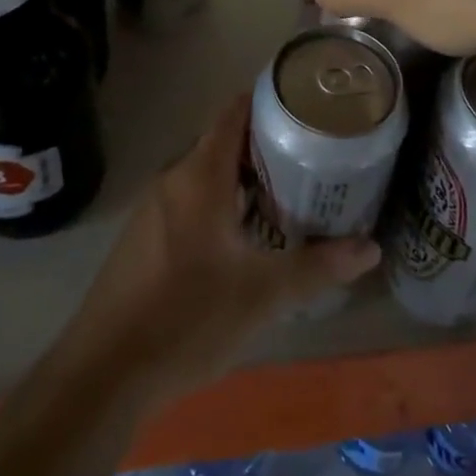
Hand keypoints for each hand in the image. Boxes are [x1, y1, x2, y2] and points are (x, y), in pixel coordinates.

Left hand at [61, 94, 379, 409]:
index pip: (234, 113)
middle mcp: (173, 180)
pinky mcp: (141, 238)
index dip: (269, 101)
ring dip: (242, 178)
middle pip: (223, 143)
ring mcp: (152, 209)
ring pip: (205, 175)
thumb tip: (372, 247)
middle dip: (265, 146)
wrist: (103, 374)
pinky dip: (218, 203)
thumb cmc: (187, 318)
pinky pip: (188, 201)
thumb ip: (319, 267)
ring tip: (285, 195)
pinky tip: (241, 238)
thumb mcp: (263, 295)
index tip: (306, 106)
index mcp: (200, 176)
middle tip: (310, 158)